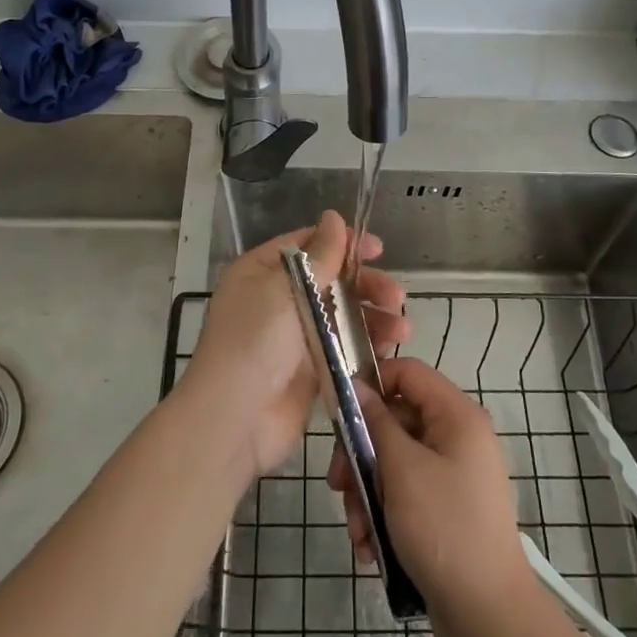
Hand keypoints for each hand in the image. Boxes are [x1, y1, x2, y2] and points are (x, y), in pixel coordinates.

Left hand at [182, 209, 408, 478]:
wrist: (234, 419)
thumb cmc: (254, 342)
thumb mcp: (285, 289)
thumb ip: (318, 256)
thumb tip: (333, 216)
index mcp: (263, 272)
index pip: (308, 246)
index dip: (344, 243)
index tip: (378, 250)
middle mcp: (278, 300)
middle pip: (331, 281)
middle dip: (366, 286)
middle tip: (396, 296)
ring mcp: (295, 336)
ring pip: (342, 316)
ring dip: (373, 318)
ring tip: (402, 329)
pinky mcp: (311, 370)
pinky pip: (344, 349)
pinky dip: (367, 347)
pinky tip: (389, 349)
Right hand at [335, 358, 535, 636]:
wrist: (489, 619)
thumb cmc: (445, 529)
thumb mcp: (402, 470)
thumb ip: (376, 422)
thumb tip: (358, 385)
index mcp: (457, 416)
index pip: (408, 372)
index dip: (372, 382)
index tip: (339, 411)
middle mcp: (457, 438)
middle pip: (395, 421)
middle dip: (361, 453)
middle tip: (337, 484)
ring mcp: (452, 476)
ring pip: (394, 463)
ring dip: (366, 493)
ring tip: (356, 530)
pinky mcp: (445, 511)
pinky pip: (405, 496)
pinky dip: (383, 516)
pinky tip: (369, 549)